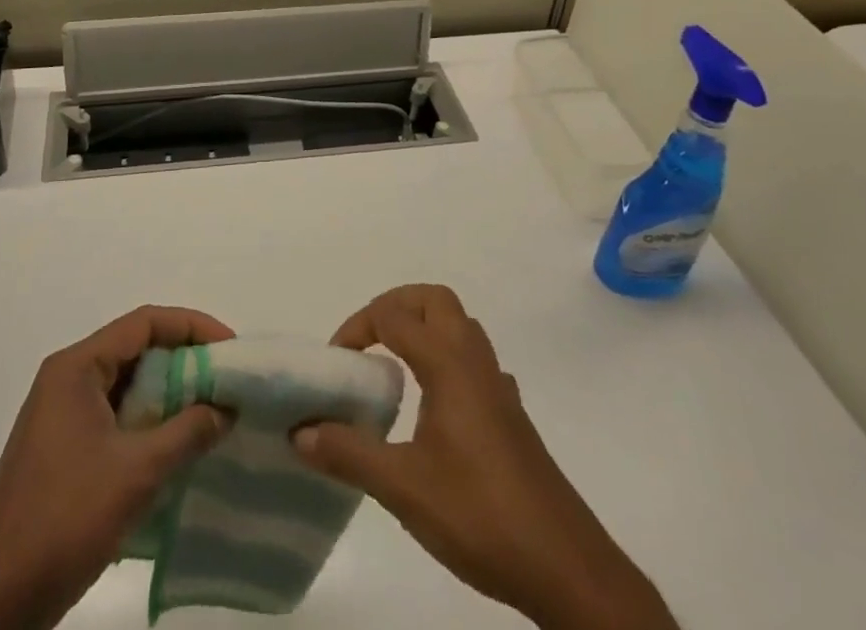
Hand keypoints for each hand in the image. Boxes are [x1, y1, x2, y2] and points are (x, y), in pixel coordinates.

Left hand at [0, 305, 234, 629]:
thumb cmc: (64, 519)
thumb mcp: (137, 472)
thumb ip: (187, 432)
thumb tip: (227, 407)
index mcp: (77, 368)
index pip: (143, 323)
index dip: (191, 327)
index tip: (230, 347)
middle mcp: (67, 379)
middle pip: (135, 349)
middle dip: (183, 361)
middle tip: (226, 380)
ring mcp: (62, 415)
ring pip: (127, 385)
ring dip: (168, 395)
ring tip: (211, 412)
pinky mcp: (64, 449)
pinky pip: (116, 416)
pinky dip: (148, 423)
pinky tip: (177, 448)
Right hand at [293, 285, 675, 629]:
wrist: (565, 566)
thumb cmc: (480, 515)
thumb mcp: (403, 488)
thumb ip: (348, 453)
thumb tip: (299, 429)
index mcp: (448, 364)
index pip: (395, 315)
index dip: (358, 327)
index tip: (336, 362)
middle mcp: (475, 361)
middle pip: (434, 300)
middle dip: (395, 306)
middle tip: (367, 341)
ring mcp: (498, 386)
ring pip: (460, 326)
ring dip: (424, 328)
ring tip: (394, 365)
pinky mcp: (512, 414)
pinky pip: (475, 361)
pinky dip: (448, 359)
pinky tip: (437, 402)